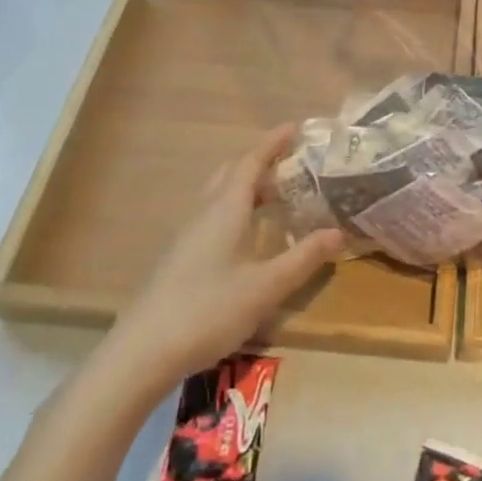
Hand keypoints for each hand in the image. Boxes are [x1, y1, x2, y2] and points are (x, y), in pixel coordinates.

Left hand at [94, 126, 343, 400]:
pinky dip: (235, 207)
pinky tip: (247, 234)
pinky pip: (212, 214)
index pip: (252, 160)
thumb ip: (304, 257)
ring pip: (219, 193)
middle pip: (232, 171)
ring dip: (247, 185)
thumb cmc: (209, 310)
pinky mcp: (178, 256)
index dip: (274, 142)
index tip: (295, 126)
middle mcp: (205, 211)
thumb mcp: (267, 287)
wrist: (142, 353)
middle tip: (291, 162)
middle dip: (261, 160)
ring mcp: (187, 234)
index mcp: (226, 208)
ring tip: (276, 195)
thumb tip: (339, 232)